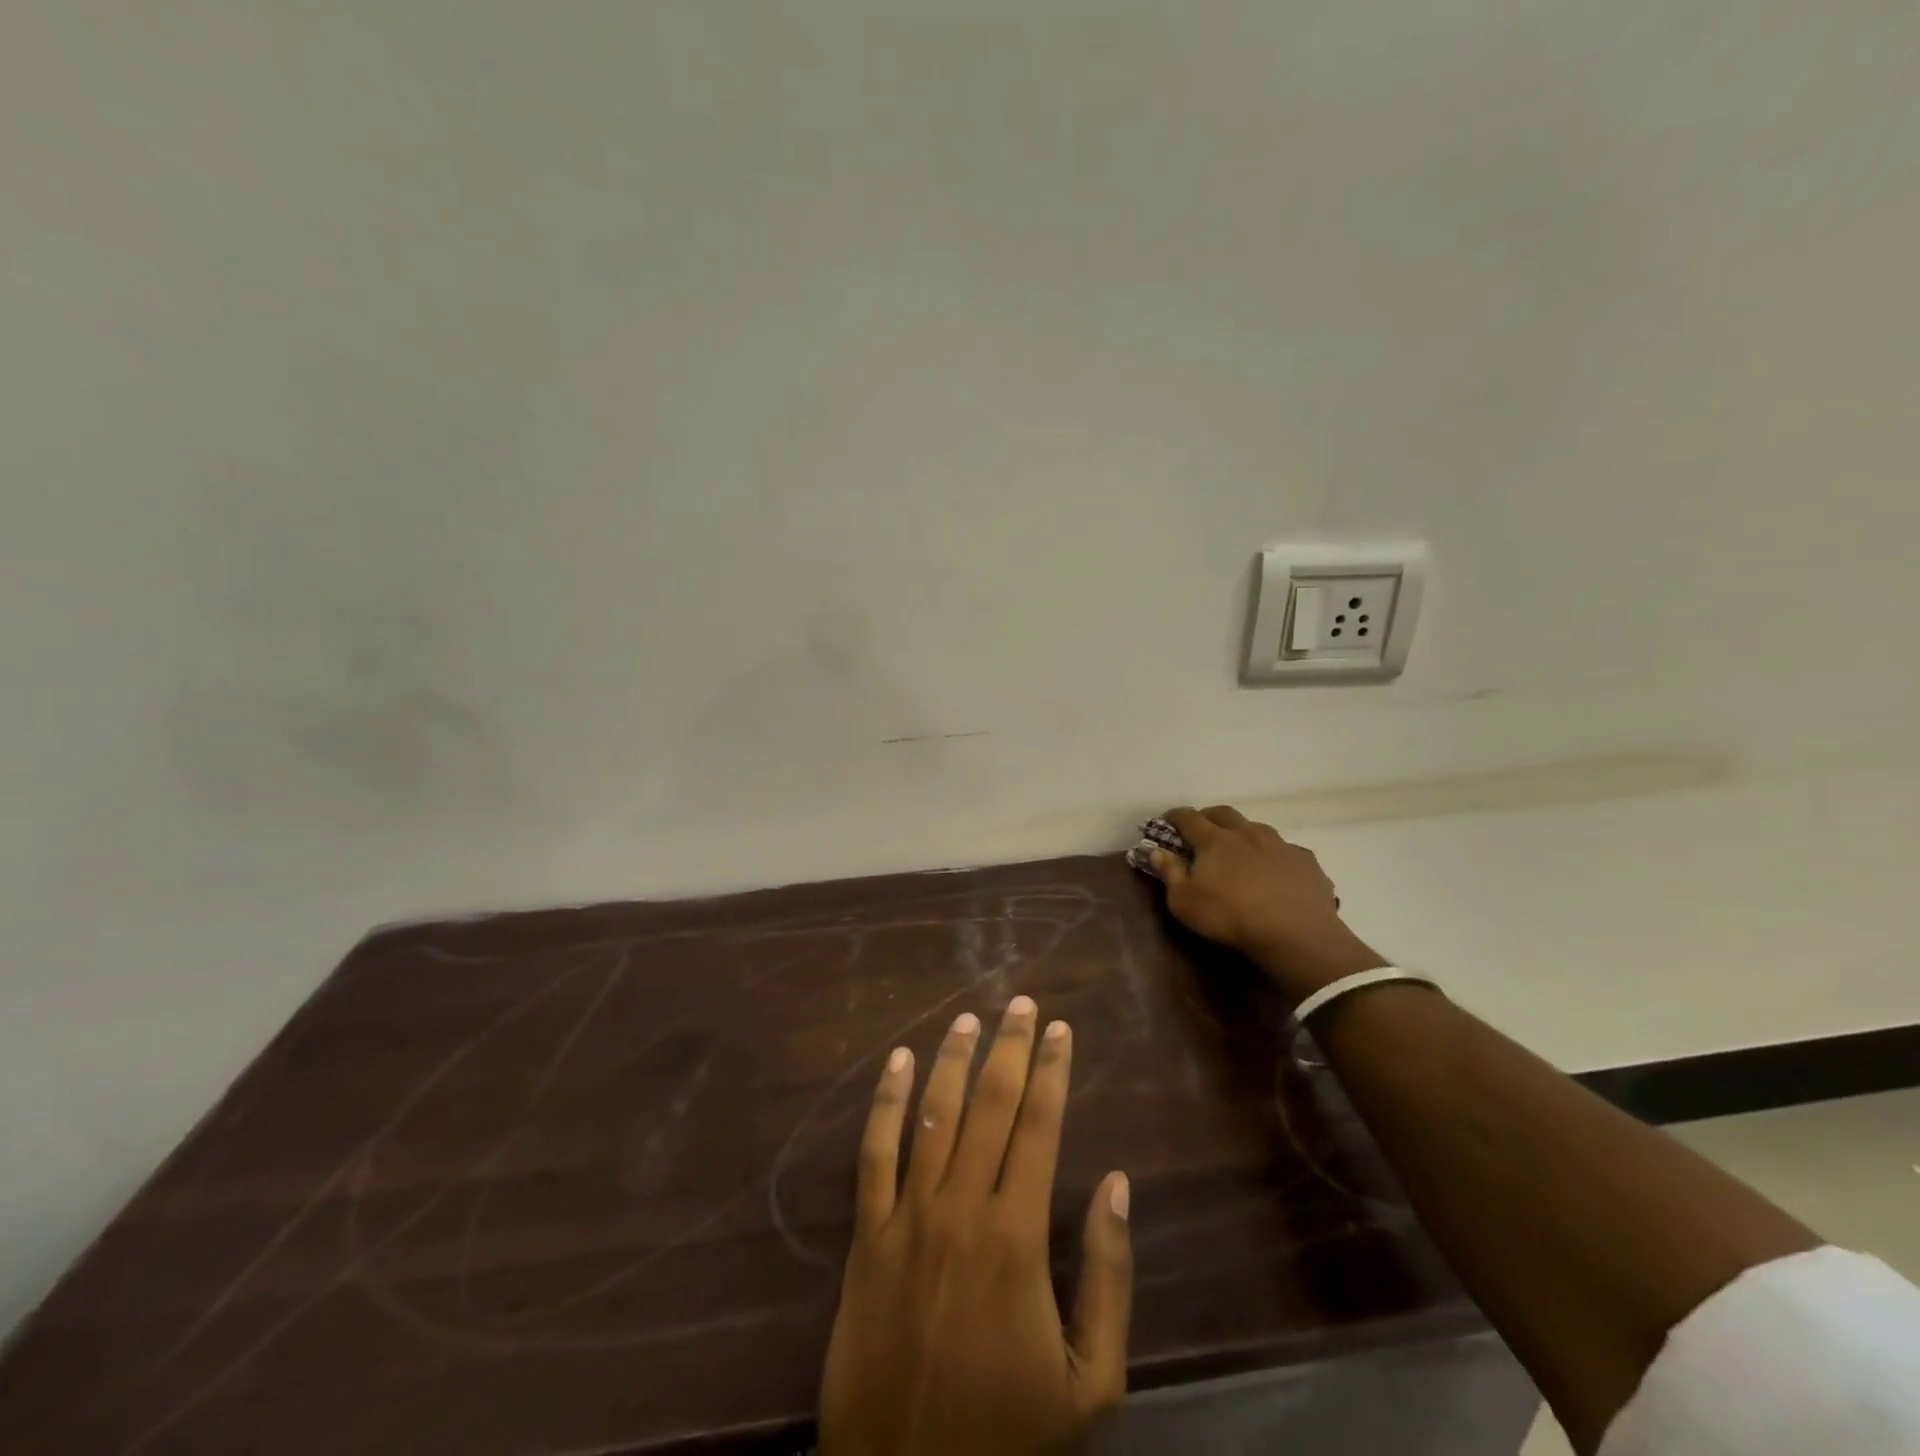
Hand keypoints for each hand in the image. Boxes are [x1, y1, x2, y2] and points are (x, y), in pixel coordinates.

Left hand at [818, 998, 1132, 1455]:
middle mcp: (961, 1208)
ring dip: (953, 1059)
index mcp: (1017, 1236)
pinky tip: (899, 1061)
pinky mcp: (867, 1234)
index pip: (1040, 1127)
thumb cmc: (1007, 1435)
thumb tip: (1119, 1183)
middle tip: (1022, 1002)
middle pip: (990, 1105)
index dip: (1053, 1071)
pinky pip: (874, 1152)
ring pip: (933, 1114)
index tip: (1062, 1029)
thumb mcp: (1090, 1381)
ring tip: (969, 1018)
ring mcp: (908, 1216)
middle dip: (1010, 1047)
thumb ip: (1108, 1276)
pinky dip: (887, 1101)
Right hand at [1150, 805, 1385, 1000]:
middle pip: (1224, 813)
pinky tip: (1276, 873)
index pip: (1189, 817)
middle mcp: (1247, 833)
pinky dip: (1275, 856)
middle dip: (1209, 817)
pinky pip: (1286, 851)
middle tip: (1201, 829)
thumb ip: (1169, 873)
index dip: (1175, 817)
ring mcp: (1280, 845)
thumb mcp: (1184, 902)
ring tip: (1240, 851)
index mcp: (1215, 840)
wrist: (1295, 933)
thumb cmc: (1230, 917)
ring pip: (1257, 828)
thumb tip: (1157, 850)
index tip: (1167, 821)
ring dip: (1244, 834)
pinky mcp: (1306, 861)